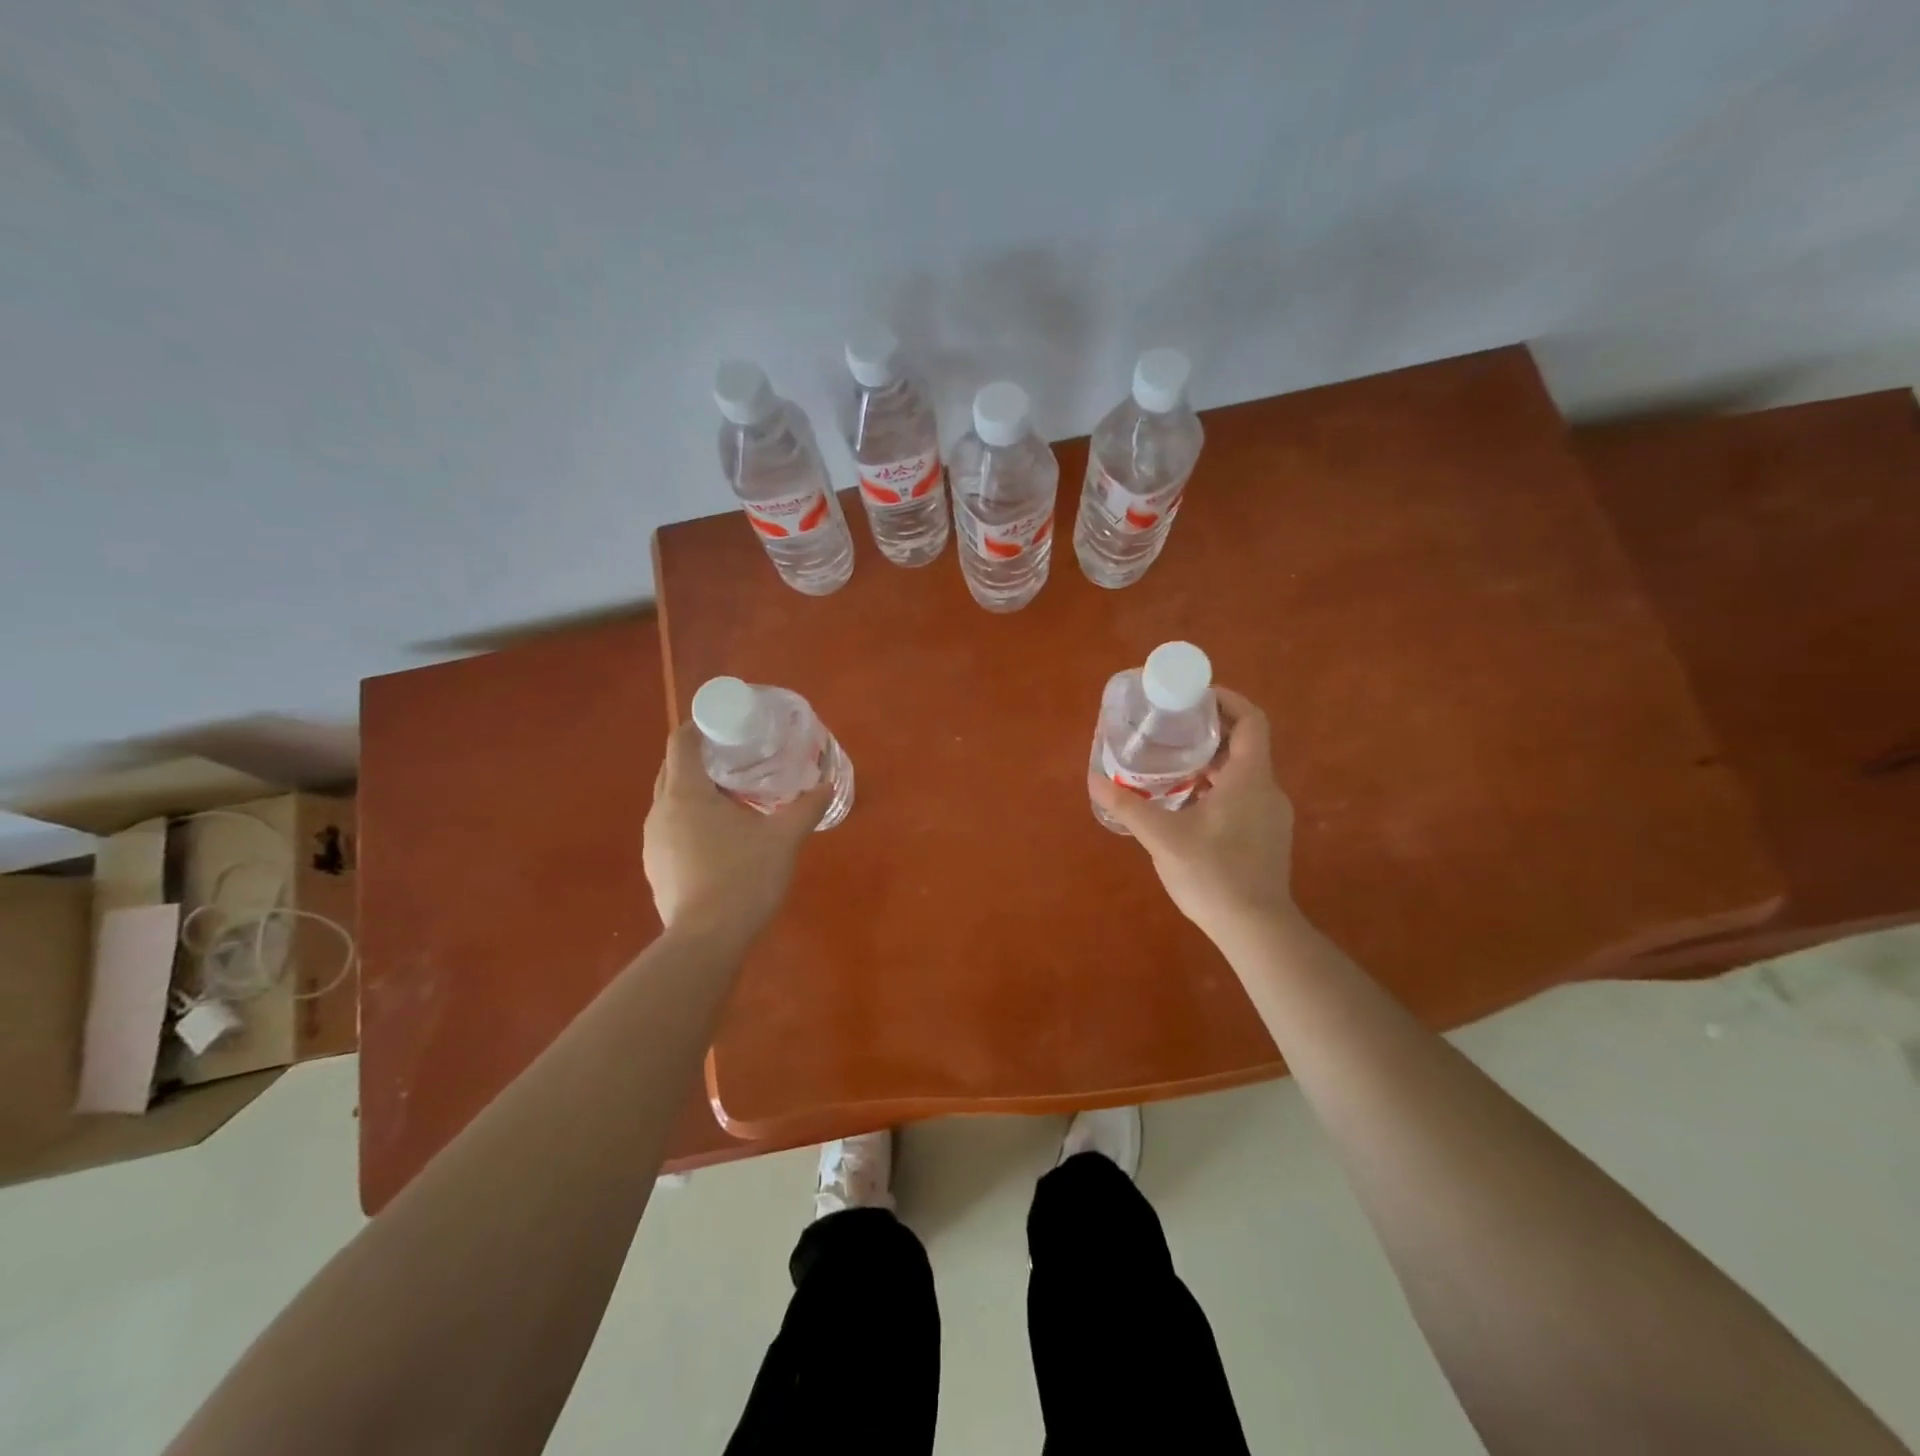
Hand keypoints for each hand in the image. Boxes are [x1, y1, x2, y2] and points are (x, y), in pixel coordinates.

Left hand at [644, 724, 829, 940]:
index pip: (682, 741)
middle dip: (702, 759)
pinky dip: (691, 822)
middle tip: (738, 760)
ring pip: (671, 802)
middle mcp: (660, 811)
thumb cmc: (743, 878)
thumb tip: (828, 785)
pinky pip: (671, 830)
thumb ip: (806, 807)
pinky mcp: (655, 868)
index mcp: (686, 793)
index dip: (702, 726)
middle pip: (674, 769)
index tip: (728, 726)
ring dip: (696, 793)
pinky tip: (720, 839)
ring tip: (733, 799)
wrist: (706, 941)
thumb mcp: (784, 838)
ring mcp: (653, 842)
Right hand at [1089, 687, 1297, 948]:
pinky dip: (1217, 788)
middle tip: (1170, 730)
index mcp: (1249, 778)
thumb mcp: (1163, 838)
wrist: (1256, 929)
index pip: (1251, 719)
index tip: (1194, 697)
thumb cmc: (1214, 874)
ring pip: (1242, 773)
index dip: (1226, 700)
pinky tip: (1187, 807)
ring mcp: (1271, 815)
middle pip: (1244, 744)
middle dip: (1208, 732)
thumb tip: (1094, 780)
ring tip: (1171, 766)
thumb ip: (1128, 807)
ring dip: (1211, 763)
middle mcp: (1267, 789)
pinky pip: (1243, 797)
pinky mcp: (1266, 837)